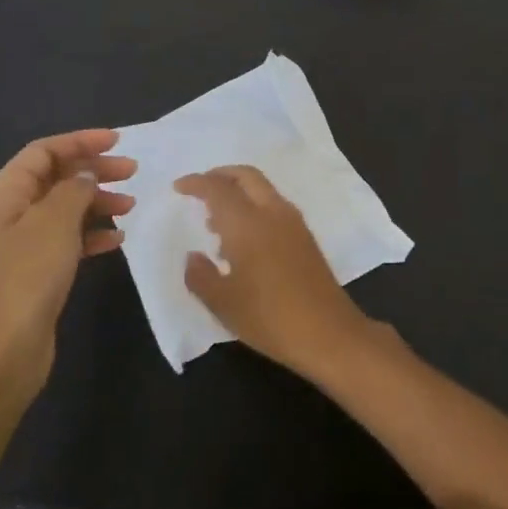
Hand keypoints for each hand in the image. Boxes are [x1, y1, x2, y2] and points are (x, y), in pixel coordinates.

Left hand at [0, 129, 134, 398]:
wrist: (0, 355)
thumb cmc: (26, 278)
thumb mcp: (54, 223)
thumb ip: (74, 189)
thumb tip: (85, 175)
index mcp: (2, 194)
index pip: (43, 151)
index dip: (80, 141)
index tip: (118, 141)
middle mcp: (6, 214)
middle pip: (54, 178)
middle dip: (93, 171)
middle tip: (132, 173)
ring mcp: (17, 246)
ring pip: (62, 210)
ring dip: (96, 202)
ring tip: (130, 207)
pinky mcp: (31, 274)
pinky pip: (64, 241)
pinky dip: (90, 235)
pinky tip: (116, 240)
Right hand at [175, 165, 371, 380]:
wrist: (328, 333)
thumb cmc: (269, 317)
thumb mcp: (223, 303)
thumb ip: (200, 275)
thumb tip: (193, 256)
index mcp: (248, 223)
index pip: (218, 189)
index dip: (196, 183)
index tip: (179, 187)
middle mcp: (272, 212)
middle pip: (246, 176)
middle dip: (221, 175)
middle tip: (200, 190)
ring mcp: (293, 223)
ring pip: (263, 189)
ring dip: (238, 193)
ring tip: (215, 222)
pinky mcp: (305, 237)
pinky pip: (274, 206)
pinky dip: (254, 207)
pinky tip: (242, 241)